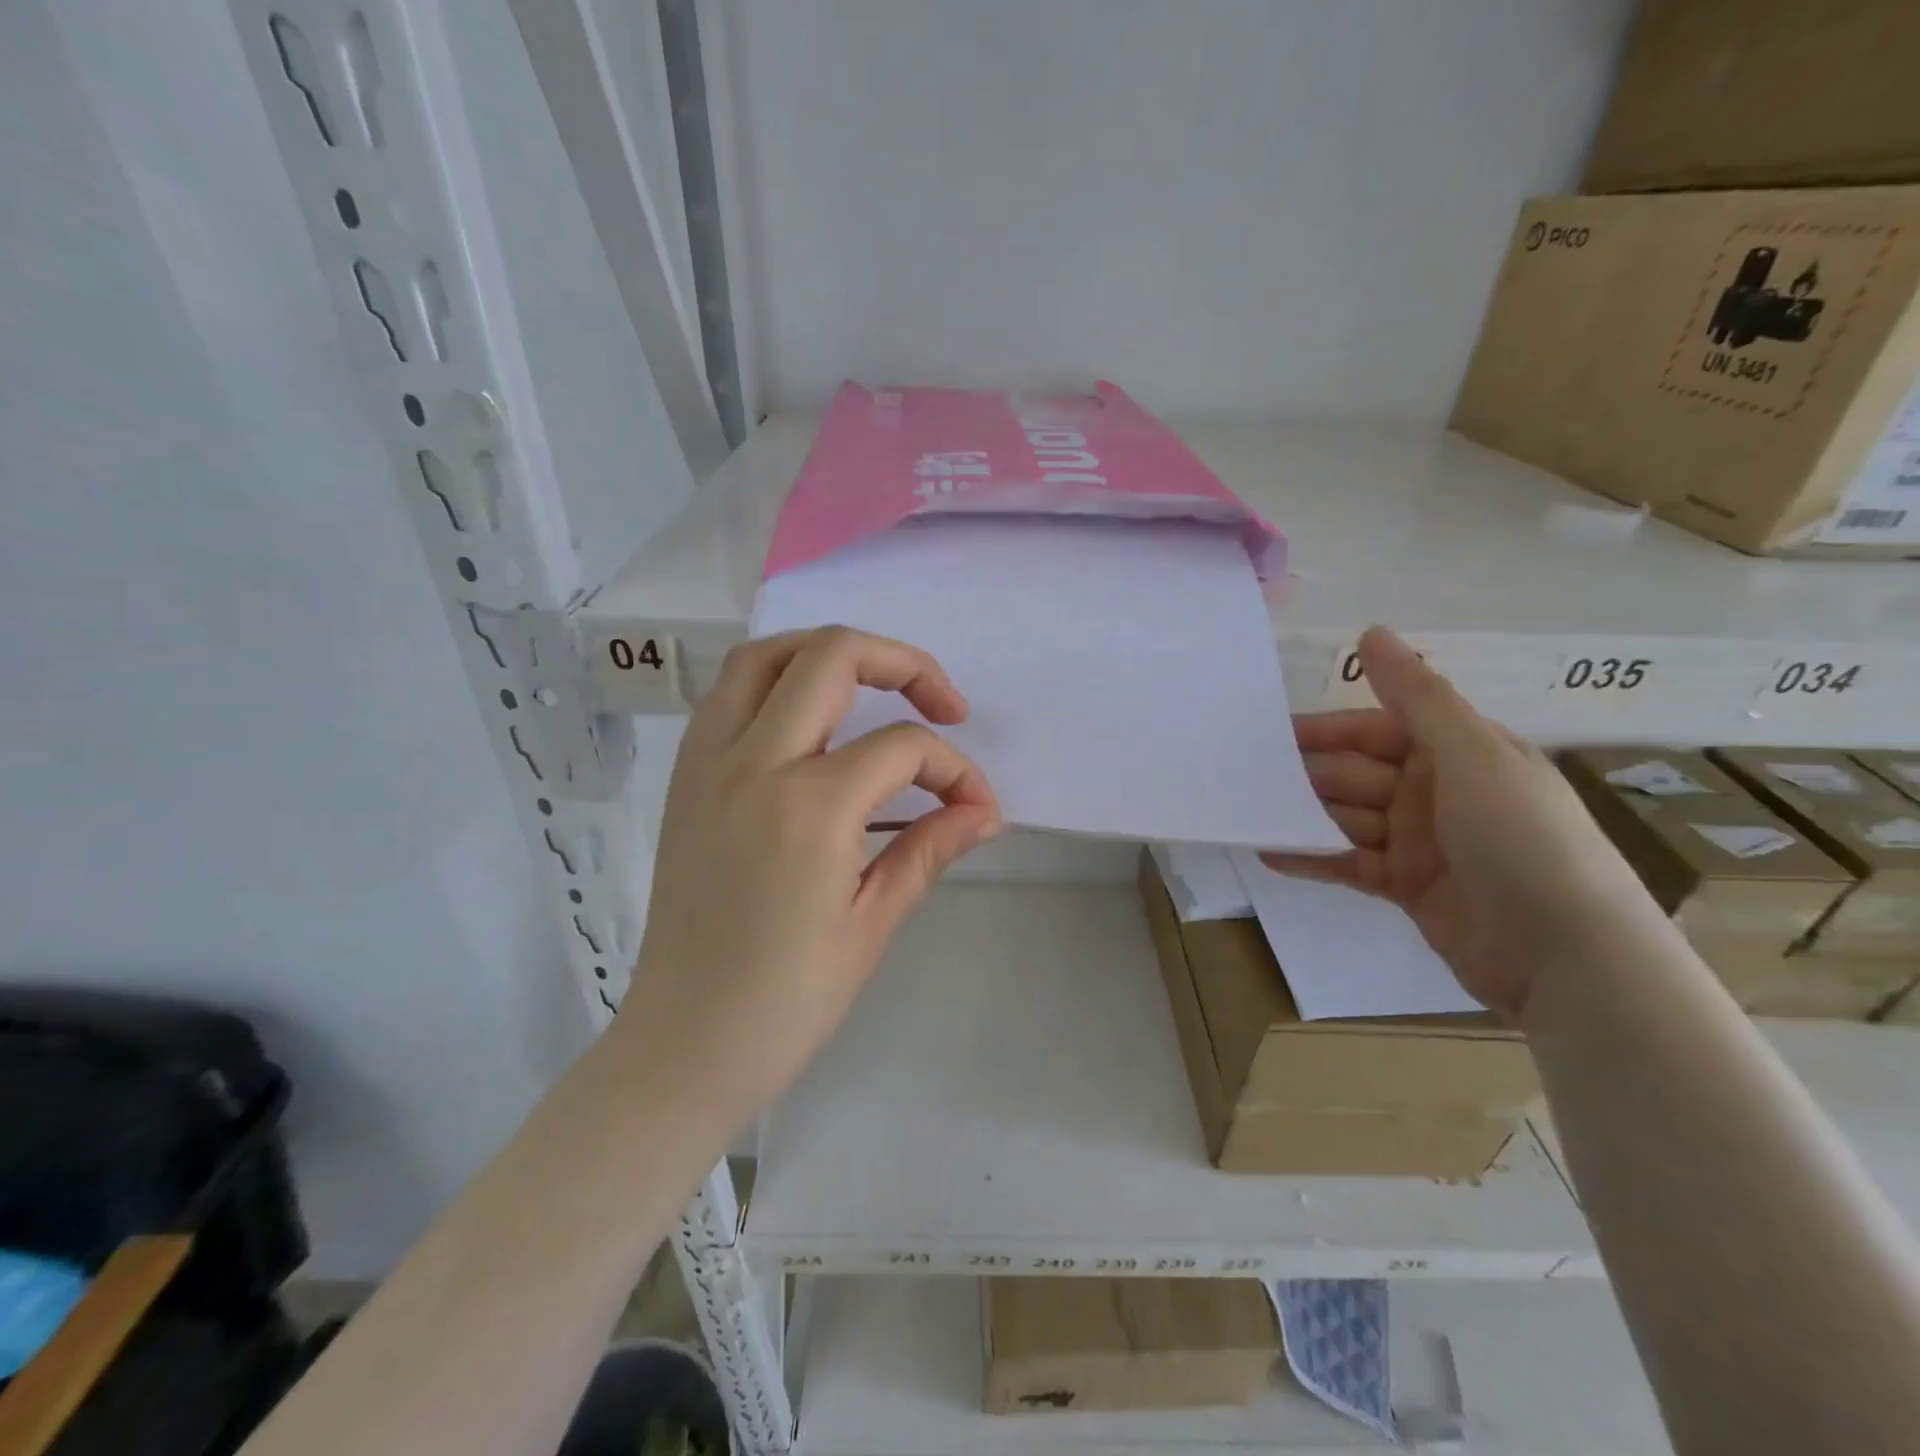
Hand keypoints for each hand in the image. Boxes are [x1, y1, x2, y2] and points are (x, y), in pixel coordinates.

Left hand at [625, 627, 1000, 1120]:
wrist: (684, 1045)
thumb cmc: (787, 1002)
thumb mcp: (872, 924)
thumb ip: (929, 848)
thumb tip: (982, 811)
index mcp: (809, 808)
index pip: (902, 749)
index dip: (955, 770)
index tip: (976, 808)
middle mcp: (753, 764)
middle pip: (832, 656)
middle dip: (904, 664)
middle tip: (943, 705)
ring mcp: (708, 764)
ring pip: (766, 656)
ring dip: (829, 654)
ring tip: (875, 686)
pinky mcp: (686, 778)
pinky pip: (729, 695)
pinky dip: (777, 681)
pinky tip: (811, 718)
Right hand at [1263, 627, 1653, 1018]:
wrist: (1565, 956)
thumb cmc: (1521, 839)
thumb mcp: (1471, 756)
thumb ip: (1416, 696)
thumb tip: (1371, 631)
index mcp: (1457, 753)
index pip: (1377, 729)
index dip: (1327, 731)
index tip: (1271, 735)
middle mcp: (1435, 791)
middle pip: (1356, 773)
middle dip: (1307, 776)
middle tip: (1249, 781)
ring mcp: (1420, 842)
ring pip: (1346, 816)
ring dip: (1302, 815)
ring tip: (1247, 814)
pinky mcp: (1405, 886)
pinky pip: (1347, 863)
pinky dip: (1311, 858)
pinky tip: (1267, 852)